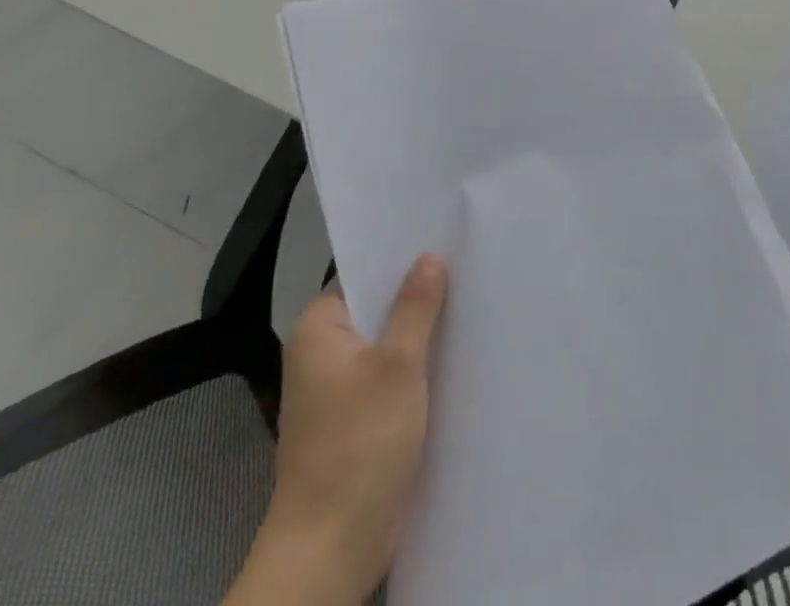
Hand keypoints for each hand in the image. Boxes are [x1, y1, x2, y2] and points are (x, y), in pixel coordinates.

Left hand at [243, 254, 447, 605]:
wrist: (332, 549)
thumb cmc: (360, 444)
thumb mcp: (398, 365)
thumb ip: (416, 306)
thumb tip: (431, 256)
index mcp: (318, 329)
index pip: (364, 274)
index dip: (404, 259)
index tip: (445, 240)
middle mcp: (322, 352)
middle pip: (378, 308)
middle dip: (419, 296)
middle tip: (468, 268)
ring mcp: (338, 388)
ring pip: (387, 342)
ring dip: (421, 333)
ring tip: (471, 303)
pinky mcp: (356, 418)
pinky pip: (389, 374)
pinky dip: (416, 366)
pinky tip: (454, 354)